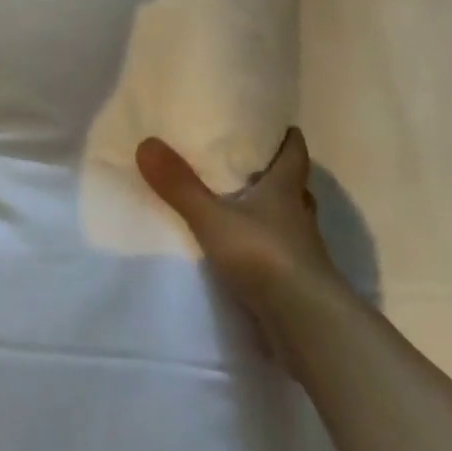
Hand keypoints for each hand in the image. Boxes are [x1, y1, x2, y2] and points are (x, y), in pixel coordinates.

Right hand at [135, 129, 353, 366]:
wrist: (305, 323)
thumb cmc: (264, 255)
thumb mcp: (213, 218)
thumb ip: (180, 186)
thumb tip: (147, 142)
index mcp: (285, 191)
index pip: (295, 155)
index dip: (290, 140)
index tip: (285, 127)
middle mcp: (299, 217)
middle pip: (296, 189)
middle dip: (281, 178)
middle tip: (258, 168)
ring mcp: (303, 254)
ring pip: (293, 224)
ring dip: (277, 216)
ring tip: (249, 211)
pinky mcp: (299, 286)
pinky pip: (285, 258)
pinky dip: (271, 252)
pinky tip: (251, 257)